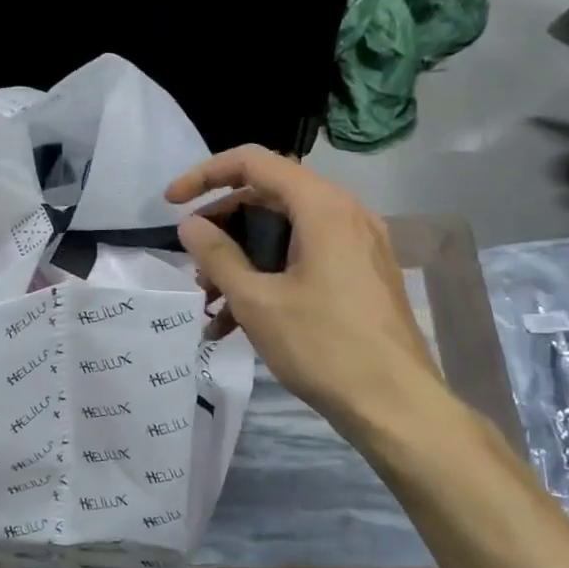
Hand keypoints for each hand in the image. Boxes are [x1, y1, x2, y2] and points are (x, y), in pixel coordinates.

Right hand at [165, 146, 450, 438]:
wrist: (396, 405)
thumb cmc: (323, 346)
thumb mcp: (257, 300)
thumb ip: (217, 255)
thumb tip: (189, 224)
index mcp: (322, 207)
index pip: (253, 162)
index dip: (205, 175)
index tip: (171, 203)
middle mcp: (344, 214)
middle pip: (268, 198)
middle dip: (222, 228)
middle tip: (192, 263)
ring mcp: (357, 245)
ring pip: (284, 234)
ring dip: (241, 260)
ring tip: (209, 303)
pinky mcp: (360, 274)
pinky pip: (304, 259)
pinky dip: (269, 277)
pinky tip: (236, 323)